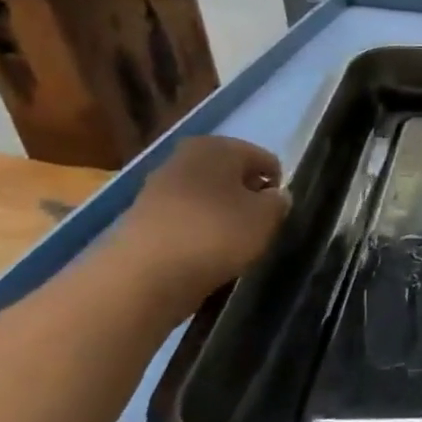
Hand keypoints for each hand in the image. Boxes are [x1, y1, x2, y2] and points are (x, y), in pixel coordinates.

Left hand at [109, 136, 288, 309]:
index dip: (276, 186)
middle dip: (247, 198)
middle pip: (232, 175)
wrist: (143, 275)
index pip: (265, 159)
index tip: (277, 214)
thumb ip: (279, 201)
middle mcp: (185, 156)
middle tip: (256, 227)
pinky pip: (187, 218)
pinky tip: (203, 253)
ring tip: (231, 244)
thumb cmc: (216, 233)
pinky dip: (199, 231)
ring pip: (208, 197)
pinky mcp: (143, 217)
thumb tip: (275, 196)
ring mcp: (159, 186)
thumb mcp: (267, 217)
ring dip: (223, 215)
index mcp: (218, 146)